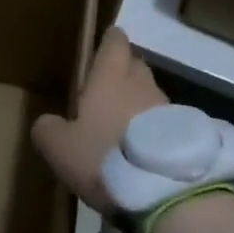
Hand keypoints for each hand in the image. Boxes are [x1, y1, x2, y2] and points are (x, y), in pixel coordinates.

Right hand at [31, 28, 168, 216]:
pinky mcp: (186, 136)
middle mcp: (141, 84)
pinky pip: (166, 124)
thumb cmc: (105, 156)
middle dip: (125, 70)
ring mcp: (168, 109)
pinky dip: (155, 131)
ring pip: (151, 95)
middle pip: (135, 66)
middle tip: (109, 85)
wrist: (165, 191)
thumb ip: (48, 130)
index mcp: (110, 77)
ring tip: (125, 123)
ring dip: (140, 103)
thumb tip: (47, 123)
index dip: (110, 40)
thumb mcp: (60, 148)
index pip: (115, 44)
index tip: (107, 40)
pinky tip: (145, 150)